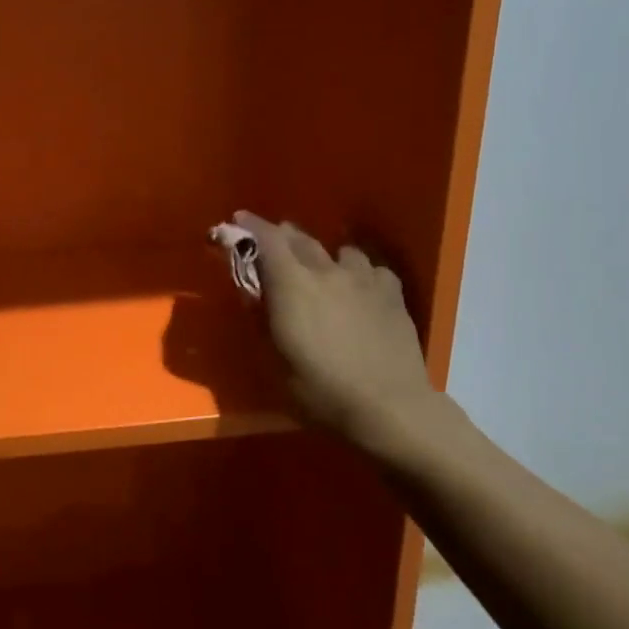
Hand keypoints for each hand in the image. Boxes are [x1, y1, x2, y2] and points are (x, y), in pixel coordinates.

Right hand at [235, 211, 440, 452]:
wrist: (389, 408)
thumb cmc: (320, 390)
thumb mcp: (274, 360)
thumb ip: (261, 319)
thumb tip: (253, 292)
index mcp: (292, 284)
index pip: (267, 239)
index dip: (249, 226)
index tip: (236, 221)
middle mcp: (326, 271)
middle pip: (300, 239)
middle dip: (281, 236)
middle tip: (270, 243)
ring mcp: (364, 279)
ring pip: (340, 251)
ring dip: (323, 255)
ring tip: (320, 268)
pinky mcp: (392, 294)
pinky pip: (371, 269)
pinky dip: (358, 273)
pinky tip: (358, 288)